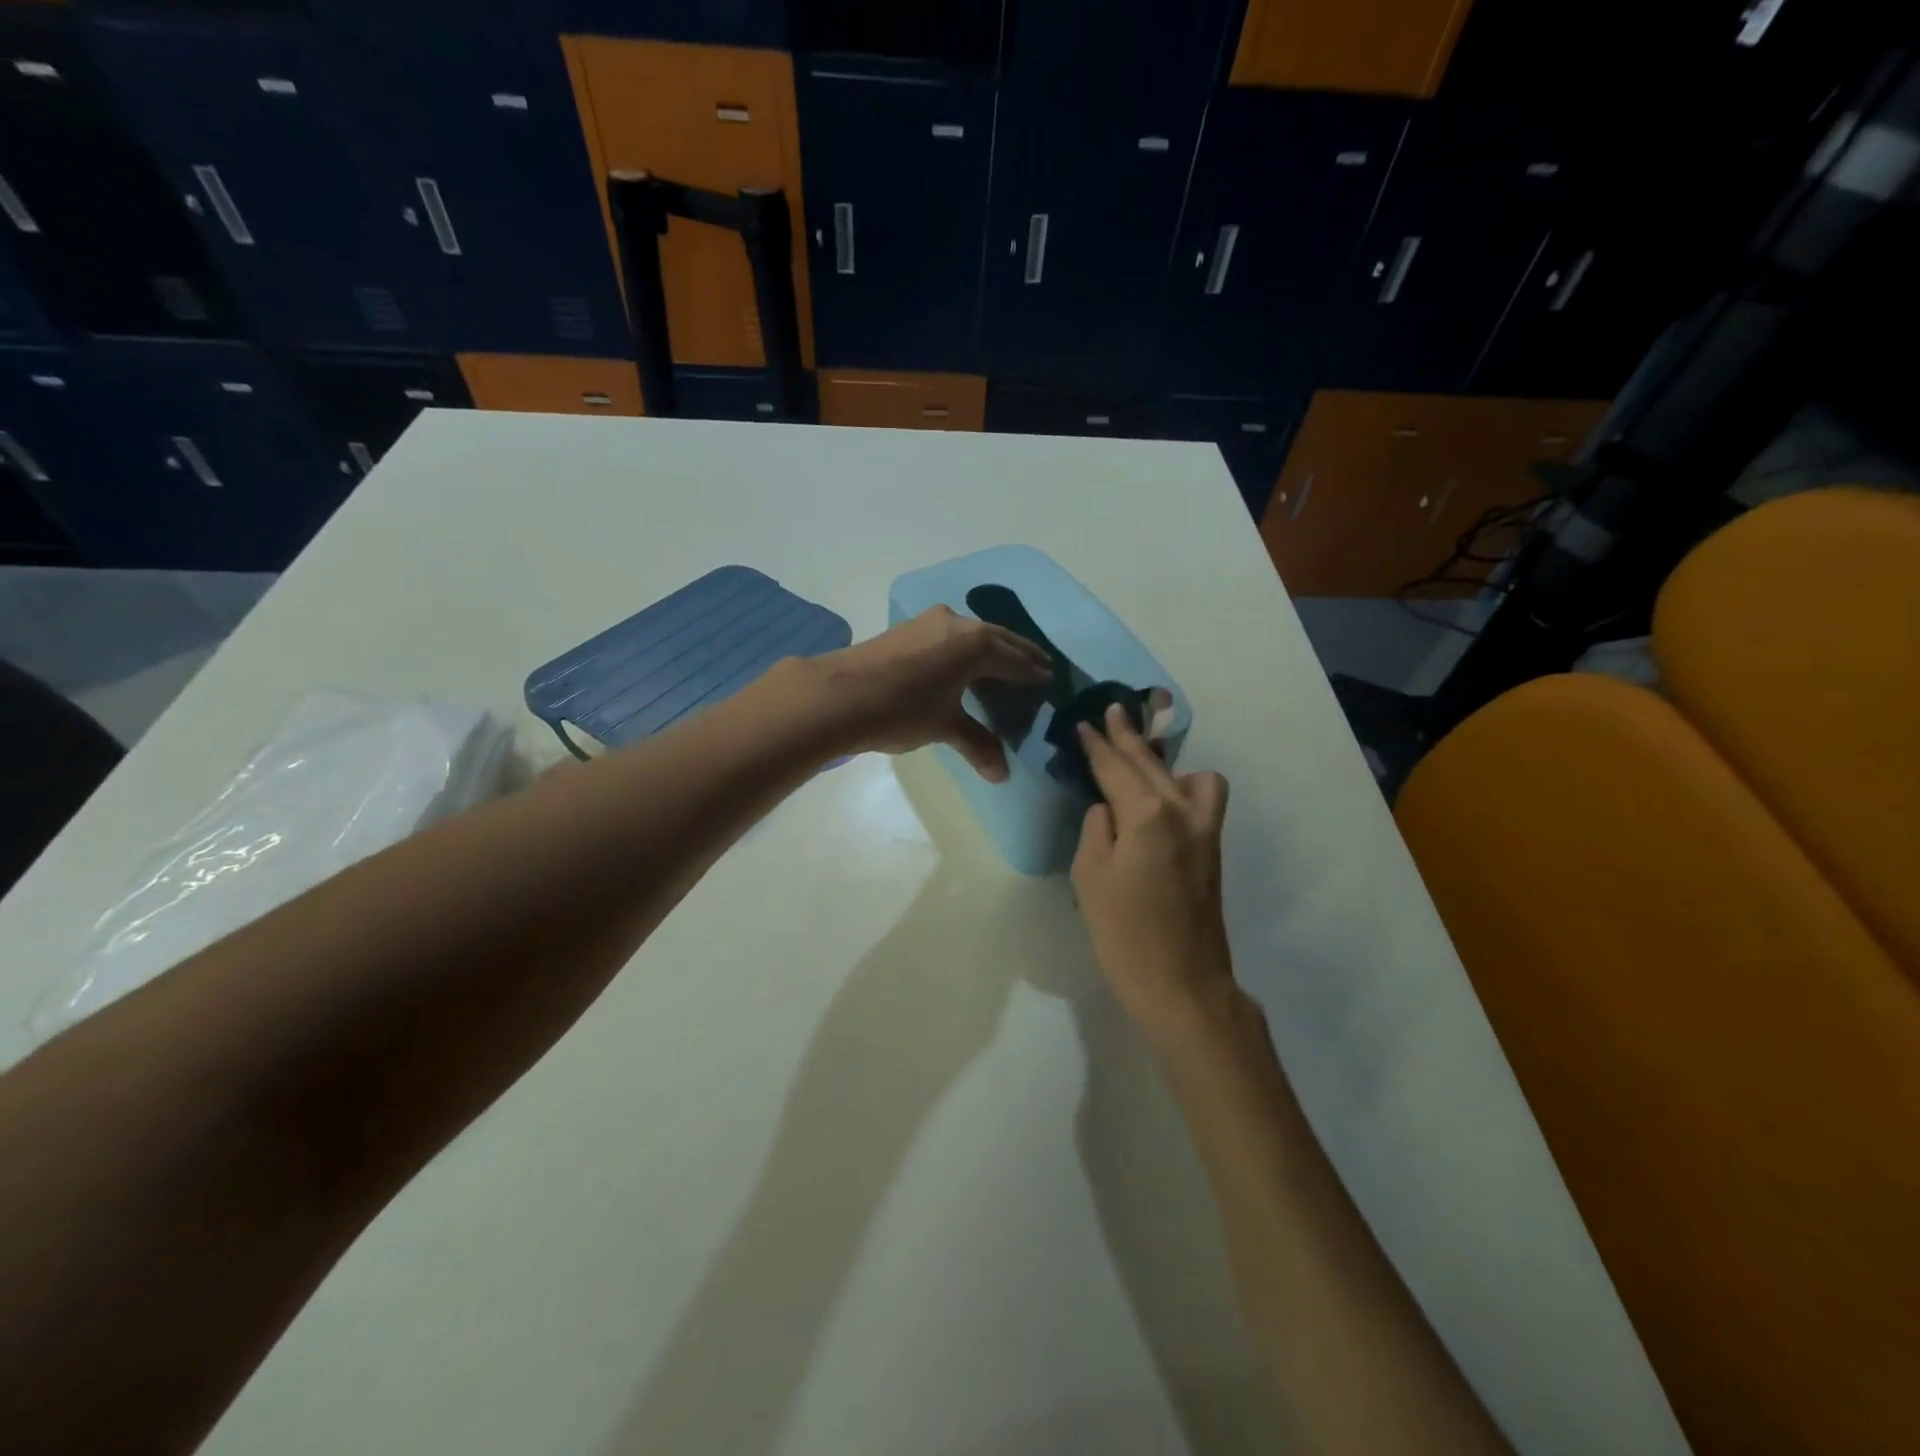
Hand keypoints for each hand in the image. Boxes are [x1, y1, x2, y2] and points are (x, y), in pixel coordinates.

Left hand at [805, 607, 1051, 780]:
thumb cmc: (901, 710)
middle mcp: (957, 624)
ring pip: (972, 632)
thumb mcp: (944, 727)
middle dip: (1020, 654)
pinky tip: (964, 660)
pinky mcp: (907, 628)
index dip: (1033, 672)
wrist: (838, 695)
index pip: (1015, 660)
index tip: (1050, 679)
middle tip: (1039, 666)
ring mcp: (929, 622)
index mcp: (976, 645)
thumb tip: (1002, 775)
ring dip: (992, 646)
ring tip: (1006, 663)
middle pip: (998, 639)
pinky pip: (951, 634)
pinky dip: (967, 646)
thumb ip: (977, 744)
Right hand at [1072, 703, 1234, 1036]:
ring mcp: (1205, 831)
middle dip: (1128, 737)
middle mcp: (1183, 812)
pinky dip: (1184, 787)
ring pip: (1190, 776)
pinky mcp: (1212, 851)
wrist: (1183, 985)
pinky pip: (1203, 799)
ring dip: (1164, 763)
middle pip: (1152, 764)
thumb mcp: (1090, 878)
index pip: (1116, 768)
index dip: (1097, 745)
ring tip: (1140, 761)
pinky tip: (1161, 799)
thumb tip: (1108, 810)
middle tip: (1111, 713)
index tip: (1083, 723)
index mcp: (1149, 815)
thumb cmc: (1125, 934)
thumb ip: (1097, 830)